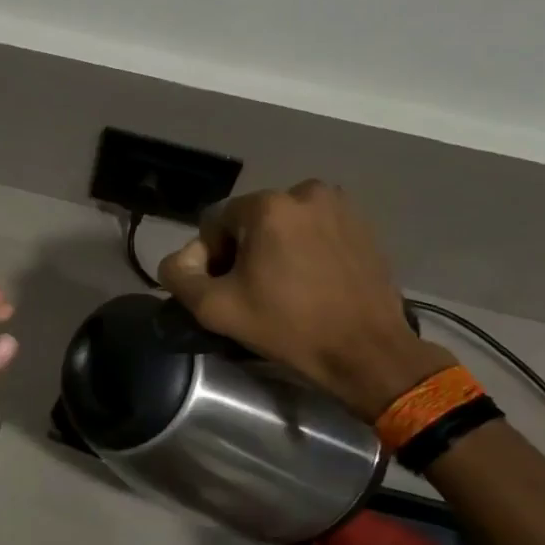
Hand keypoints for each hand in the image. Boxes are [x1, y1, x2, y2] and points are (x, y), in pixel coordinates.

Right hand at [158, 184, 448, 420]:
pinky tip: (310, 284)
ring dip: (274, 249)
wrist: (366, 351)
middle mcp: (304, 192)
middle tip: (252, 292)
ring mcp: (339, 207)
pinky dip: (304, 250)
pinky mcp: (363, 225)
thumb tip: (179, 261)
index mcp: (267, 206)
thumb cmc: (288, 327)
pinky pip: (314, 231)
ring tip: (282, 288)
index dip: (210, 257)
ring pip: (283, 225)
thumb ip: (178, 276)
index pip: (214, 222)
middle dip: (243, 251)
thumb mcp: (214, 308)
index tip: (226, 290)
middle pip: (250, 221)